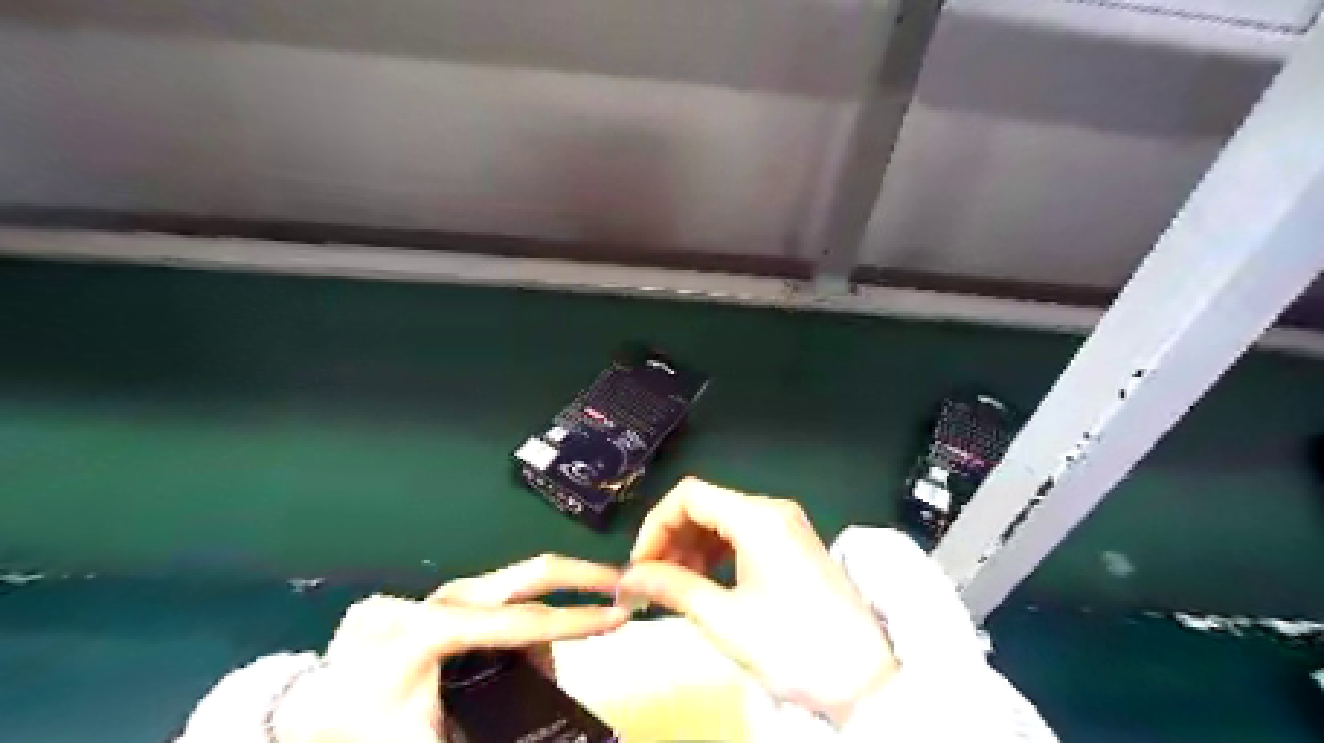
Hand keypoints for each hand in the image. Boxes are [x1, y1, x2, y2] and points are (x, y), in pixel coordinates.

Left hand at [270, 558, 625, 742]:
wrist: (316, 705)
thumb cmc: (363, 727)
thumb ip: (489, 734)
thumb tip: (548, 728)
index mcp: (435, 628)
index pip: (523, 623)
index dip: (578, 621)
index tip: (622, 616)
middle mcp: (449, 596)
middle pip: (532, 574)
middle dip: (585, 577)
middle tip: (627, 588)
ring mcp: (452, 591)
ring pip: (526, 587)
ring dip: (563, 605)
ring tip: (581, 635)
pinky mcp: (456, 597)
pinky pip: (511, 601)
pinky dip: (539, 619)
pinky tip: (540, 645)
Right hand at [616, 477, 892, 725]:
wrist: (863, 679)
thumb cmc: (792, 646)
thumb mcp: (724, 618)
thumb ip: (672, 587)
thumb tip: (628, 577)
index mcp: (757, 517)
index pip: (689, 495)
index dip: (655, 525)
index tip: (640, 565)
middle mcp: (772, 509)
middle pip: (705, 504)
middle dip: (672, 538)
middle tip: (652, 581)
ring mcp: (786, 524)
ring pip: (722, 519)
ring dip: (692, 547)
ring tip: (676, 586)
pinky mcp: (793, 542)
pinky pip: (743, 534)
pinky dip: (717, 552)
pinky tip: (706, 581)